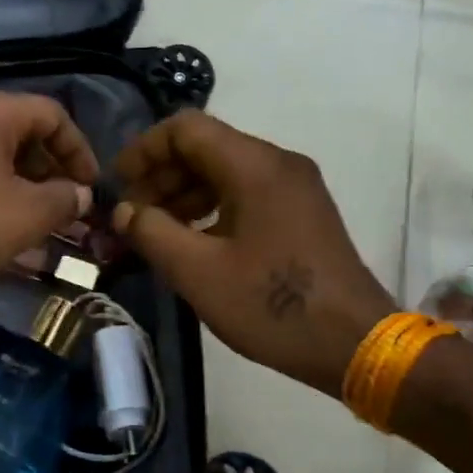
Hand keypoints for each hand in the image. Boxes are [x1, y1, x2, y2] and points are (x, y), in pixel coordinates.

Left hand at [0, 90, 98, 298]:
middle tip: (68, 212)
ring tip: (41, 229)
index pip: (51, 114)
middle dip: (51, 175)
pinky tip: (2, 236)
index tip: (89, 188)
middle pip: (21, 136)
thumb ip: (63, 200)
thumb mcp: (25, 215)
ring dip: (23, 191)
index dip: (79, 150)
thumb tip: (78, 194)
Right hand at [112, 111, 395, 396]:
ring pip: (224, 171)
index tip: (117, 186)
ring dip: (183, 195)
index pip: (185, 128)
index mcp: (255, 166)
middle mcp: (278, 163)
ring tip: (155, 233)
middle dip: (160, 177)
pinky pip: (245, 193)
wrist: (355, 343)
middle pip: (205, 147)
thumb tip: (124, 211)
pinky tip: (192, 243)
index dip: (143, 150)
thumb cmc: (273, 305)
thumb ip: (151, 232)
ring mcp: (295, 188)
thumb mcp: (198, 272)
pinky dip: (211, 209)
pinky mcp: (301, 213)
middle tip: (131, 217)